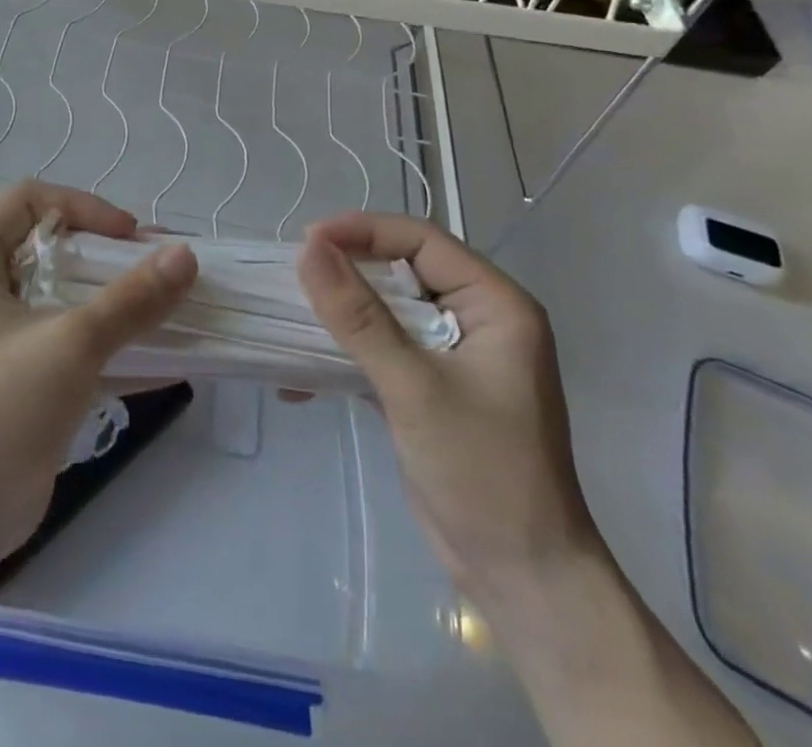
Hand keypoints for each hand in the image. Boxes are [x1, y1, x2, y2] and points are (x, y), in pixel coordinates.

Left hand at [0, 182, 197, 568]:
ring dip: (118, 302)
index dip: (83, 208)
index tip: (130, 238)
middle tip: (163, 269)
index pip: (31, 200)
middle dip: (112, 257)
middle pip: (54, 247)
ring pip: (67, 297)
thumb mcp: (70, 345)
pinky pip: (71, 343)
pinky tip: (168, 359)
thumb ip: (132, 300)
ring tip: (174, 306)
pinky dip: (113, 346)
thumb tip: (187, 255)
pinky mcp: (18, 377)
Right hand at [296, 212, 599, 595]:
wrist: (522, 578)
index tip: (307, 239)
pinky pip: (381, 348)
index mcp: (496, 304)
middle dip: (347, 270)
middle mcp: (477, 318)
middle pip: (401, 270)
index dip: (363, 232)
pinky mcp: (430, 386)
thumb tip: (308, 249)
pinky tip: (300, 376)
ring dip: (340, 313)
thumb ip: (359, 316)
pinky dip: (344, 353)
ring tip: (289, 314)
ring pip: (386, 309)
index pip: (422, 240)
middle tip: (293, 274)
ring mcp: (453, 354)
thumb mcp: (414, 387)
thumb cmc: (483, 472)